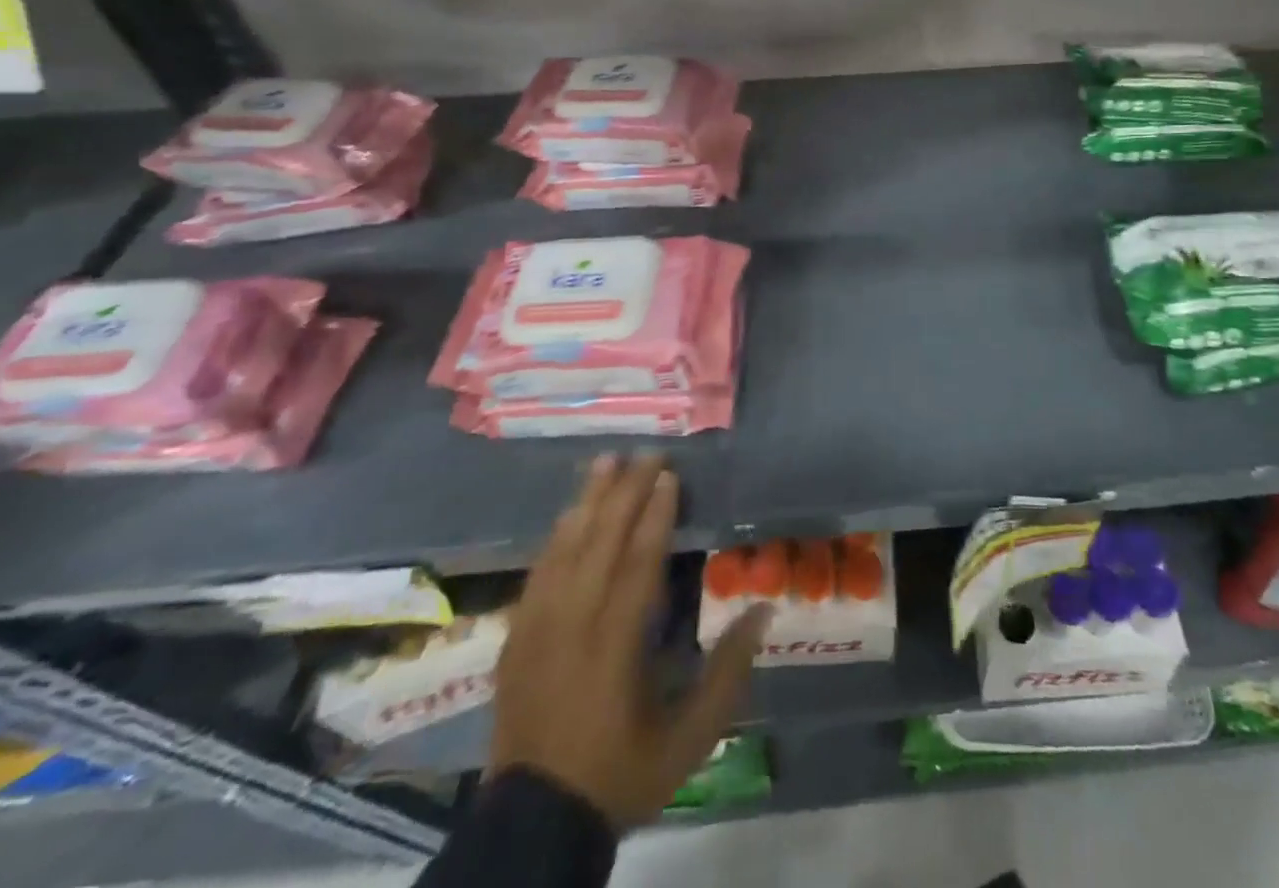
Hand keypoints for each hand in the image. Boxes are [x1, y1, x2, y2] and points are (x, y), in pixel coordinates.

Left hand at [491, 454, 771, 829]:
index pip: (637, 564)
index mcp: (614, 647)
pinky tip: (568, 514)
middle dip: (624, 493)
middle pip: (599, 543)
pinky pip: (537, 574)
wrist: (533, 826)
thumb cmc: (621, 773)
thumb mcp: (690, 738)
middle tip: (646, 453)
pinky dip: (556, 537)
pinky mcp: (514, 640)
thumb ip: (728, 672)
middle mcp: (571, 627)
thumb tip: (764, 608)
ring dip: (586, 501)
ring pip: (563, 550)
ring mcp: (536, 631)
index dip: (655, 516)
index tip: (670, 475)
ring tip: (605, 462)